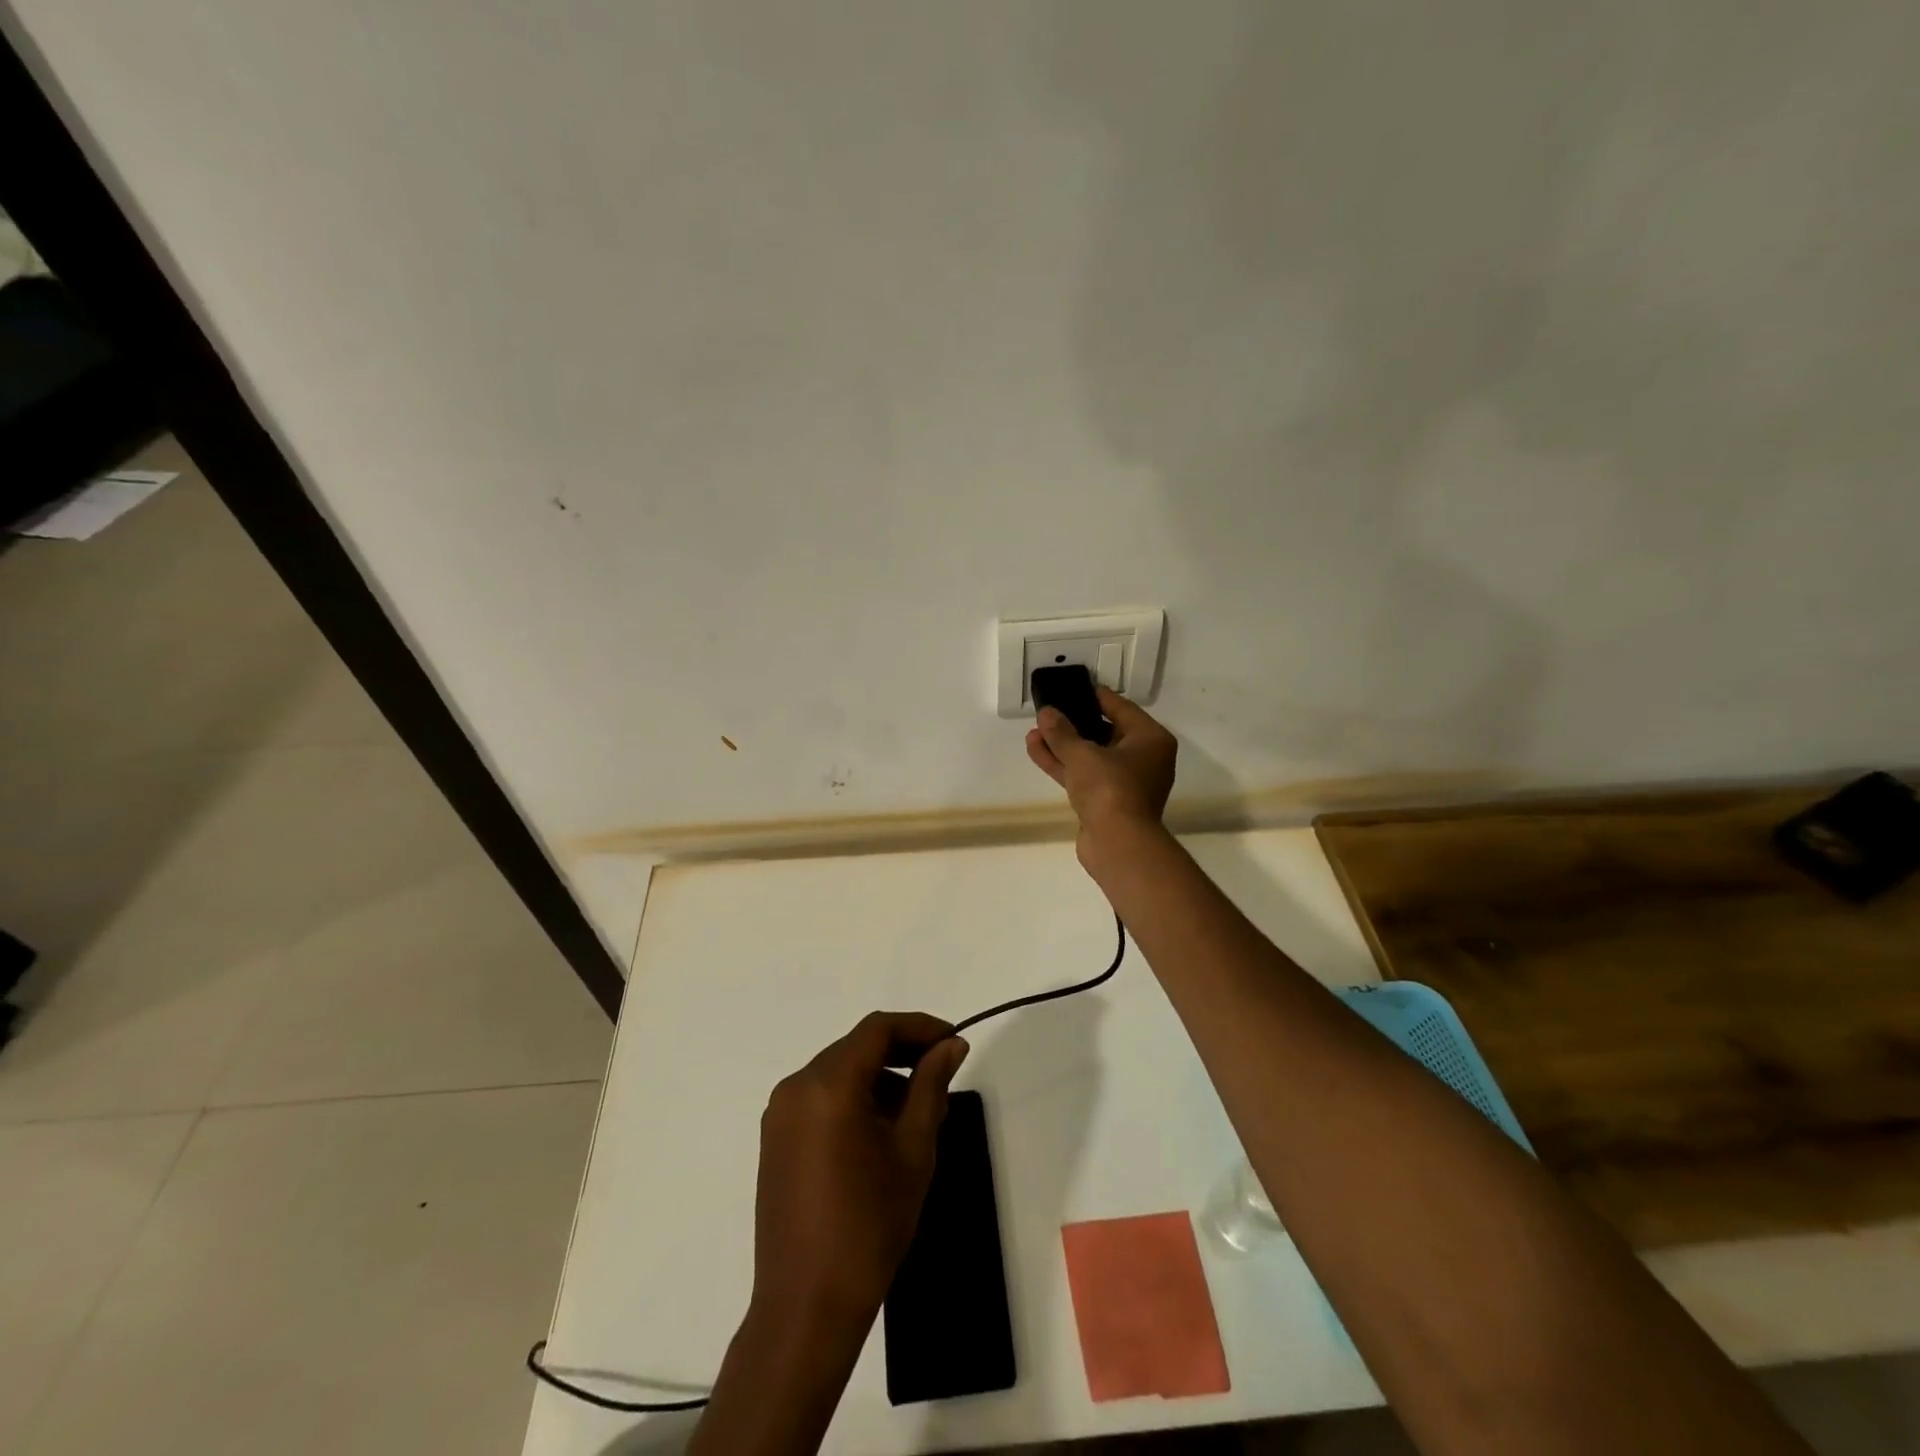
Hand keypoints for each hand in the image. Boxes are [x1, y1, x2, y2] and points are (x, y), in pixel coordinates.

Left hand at [750, 1012, 969, 1339]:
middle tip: (942, 1077)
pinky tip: (881, 1132)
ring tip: (918, 1112)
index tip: (952, 1041)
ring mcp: (780, 1114)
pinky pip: (820, 1098)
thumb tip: (951, 1044)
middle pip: (856, 1047)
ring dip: (879, 1078)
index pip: (877, 1029)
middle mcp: (796, 1086)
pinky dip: (853, 1099)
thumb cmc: (870, 1224)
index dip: (919, 1026)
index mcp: (828, 1084)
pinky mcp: (775, 1139)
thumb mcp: (913, 1148)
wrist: (807, 1306)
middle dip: (901, 1053)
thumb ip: (931, 1085)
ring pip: (839, 1072)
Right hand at [1026, 686, 1177, 859]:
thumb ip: (1061, 731)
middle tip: (1048, 711)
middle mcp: (1144, 758)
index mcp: (1150, 739)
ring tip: (1034, 731)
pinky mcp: (1107, 801)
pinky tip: (1036, 750)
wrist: (1117, 844)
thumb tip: (1046, 712)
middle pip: (1105, 732)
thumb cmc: (1110, 788)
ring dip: (1063, 745)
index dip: (1094, 696)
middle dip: (1073, 724)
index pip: (1120, 707)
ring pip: (1091, 756)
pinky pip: (1084, 775)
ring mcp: (1125, 782)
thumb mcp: (1082, 753)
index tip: (1071, 688)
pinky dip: (1064, 765)